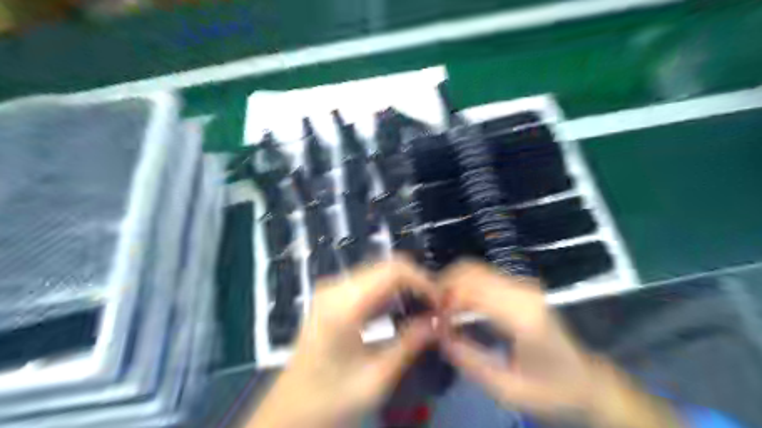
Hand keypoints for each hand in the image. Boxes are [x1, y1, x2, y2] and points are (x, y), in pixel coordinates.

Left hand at [250, 258, 436, 427]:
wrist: (290, 409)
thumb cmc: (331, 399)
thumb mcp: (377, 378)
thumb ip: (410, 343)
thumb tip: (439, 320)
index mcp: (343, 306)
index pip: (393, 271)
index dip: (423, 281)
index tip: (441, 302)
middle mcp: (335, 287)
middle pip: (387, 266)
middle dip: (417, 281)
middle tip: (436, 307)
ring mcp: (331, 288)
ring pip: (379, 270)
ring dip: (405, 285)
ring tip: (424, 308)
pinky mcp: (332, 295)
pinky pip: (369, 281)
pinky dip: (390, 290)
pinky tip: (402, 309)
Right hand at [438, 261, 681, 427]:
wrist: (586, 380)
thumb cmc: (551, 390)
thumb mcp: (507, 389)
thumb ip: (469, 360)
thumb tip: (437, 333)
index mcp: (523, 317)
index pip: (472, 288)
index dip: (445, 297)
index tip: (432, 318)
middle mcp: (523, 292)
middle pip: (471, 270)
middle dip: (444, 286)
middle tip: (434, 312)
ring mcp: (523, 285)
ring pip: (474, 268)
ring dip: (453, 284)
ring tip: (444, 310)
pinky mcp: (521, 286)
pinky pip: (483, 275)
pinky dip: (464, 284)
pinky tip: (459, 305)